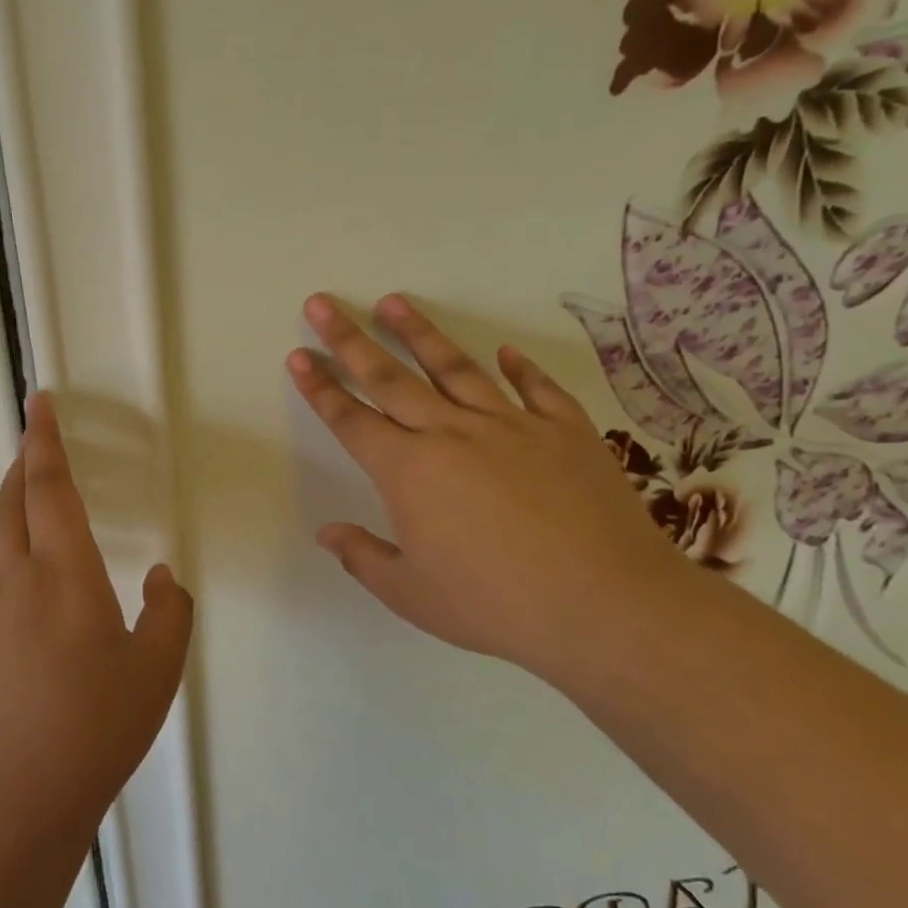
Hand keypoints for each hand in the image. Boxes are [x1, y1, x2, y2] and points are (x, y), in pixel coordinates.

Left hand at [0, 393, 193, 847]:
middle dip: (25, 465)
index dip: (45, 440)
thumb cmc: (91, 731)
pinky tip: (14, 577)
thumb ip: (169, 613)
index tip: (38, 402)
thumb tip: (162, 576)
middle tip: (36, 445)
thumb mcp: (156, 673)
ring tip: (28, 502)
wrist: (4, 805)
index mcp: (63, 573)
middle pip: (12, 502)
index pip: (51, 487)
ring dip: (8, 505)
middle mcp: (13, 578)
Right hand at [288, 293, 706, 672]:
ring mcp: (511, 425)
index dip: (320, 387)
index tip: (299, 355)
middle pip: (389, 378)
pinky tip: (505, 351)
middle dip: (349, 340)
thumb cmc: (495, 605)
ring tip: (392, 302)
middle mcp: (451, 434)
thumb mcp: (412, 594)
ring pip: (454, 368)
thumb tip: (327, 532)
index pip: (351, 420)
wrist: (607, 606)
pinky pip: (535, 389)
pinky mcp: (566, 431)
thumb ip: (363, 557)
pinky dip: (519, 368)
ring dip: (419, 333)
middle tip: (323, 303)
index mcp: (408, 472)